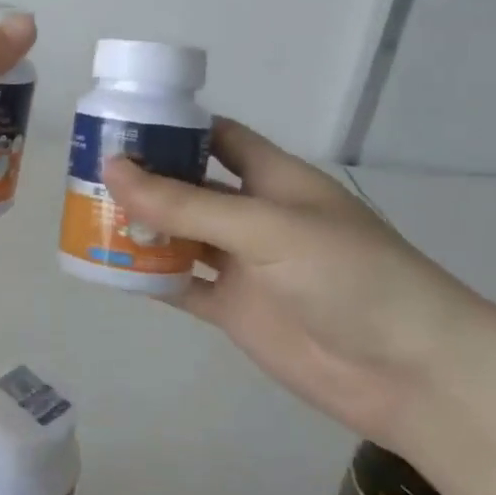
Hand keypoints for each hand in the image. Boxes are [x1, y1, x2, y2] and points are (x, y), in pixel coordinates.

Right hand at [101, 118, 493, 449]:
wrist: (411, 373)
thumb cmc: (350, 276)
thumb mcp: (266, 228)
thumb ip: (186, 205)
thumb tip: (112, 170)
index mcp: (274, 179)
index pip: (219, 137)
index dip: (175, 127)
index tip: (121, 121)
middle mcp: (254, 216)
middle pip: (188, 187)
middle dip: (144, 178)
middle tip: (85, 171)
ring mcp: (242, 265)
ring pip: (178, 237)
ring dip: (138, 228)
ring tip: (84, 214)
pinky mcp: (233, 309)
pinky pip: (179, 285)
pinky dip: (146, 277)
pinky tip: (106, 268)